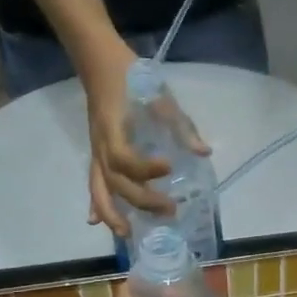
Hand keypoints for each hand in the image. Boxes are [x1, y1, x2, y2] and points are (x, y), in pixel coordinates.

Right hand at [78, 39, 208, 235]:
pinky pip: (93, 181)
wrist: (101, 62)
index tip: (169, 168)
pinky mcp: (96, 153)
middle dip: (140, 199)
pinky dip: (95, 202)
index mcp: (115, 129)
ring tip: (127, 234)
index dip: (145, 169)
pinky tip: (96, 222)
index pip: (125, 158)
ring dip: (111, 213)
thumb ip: (181, 126)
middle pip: (115, 181)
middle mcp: (102, 145)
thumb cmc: (132, 78)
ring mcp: (97, 151)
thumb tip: (204, 153)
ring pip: (99, 188)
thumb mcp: (161, 97)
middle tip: (169, 210)